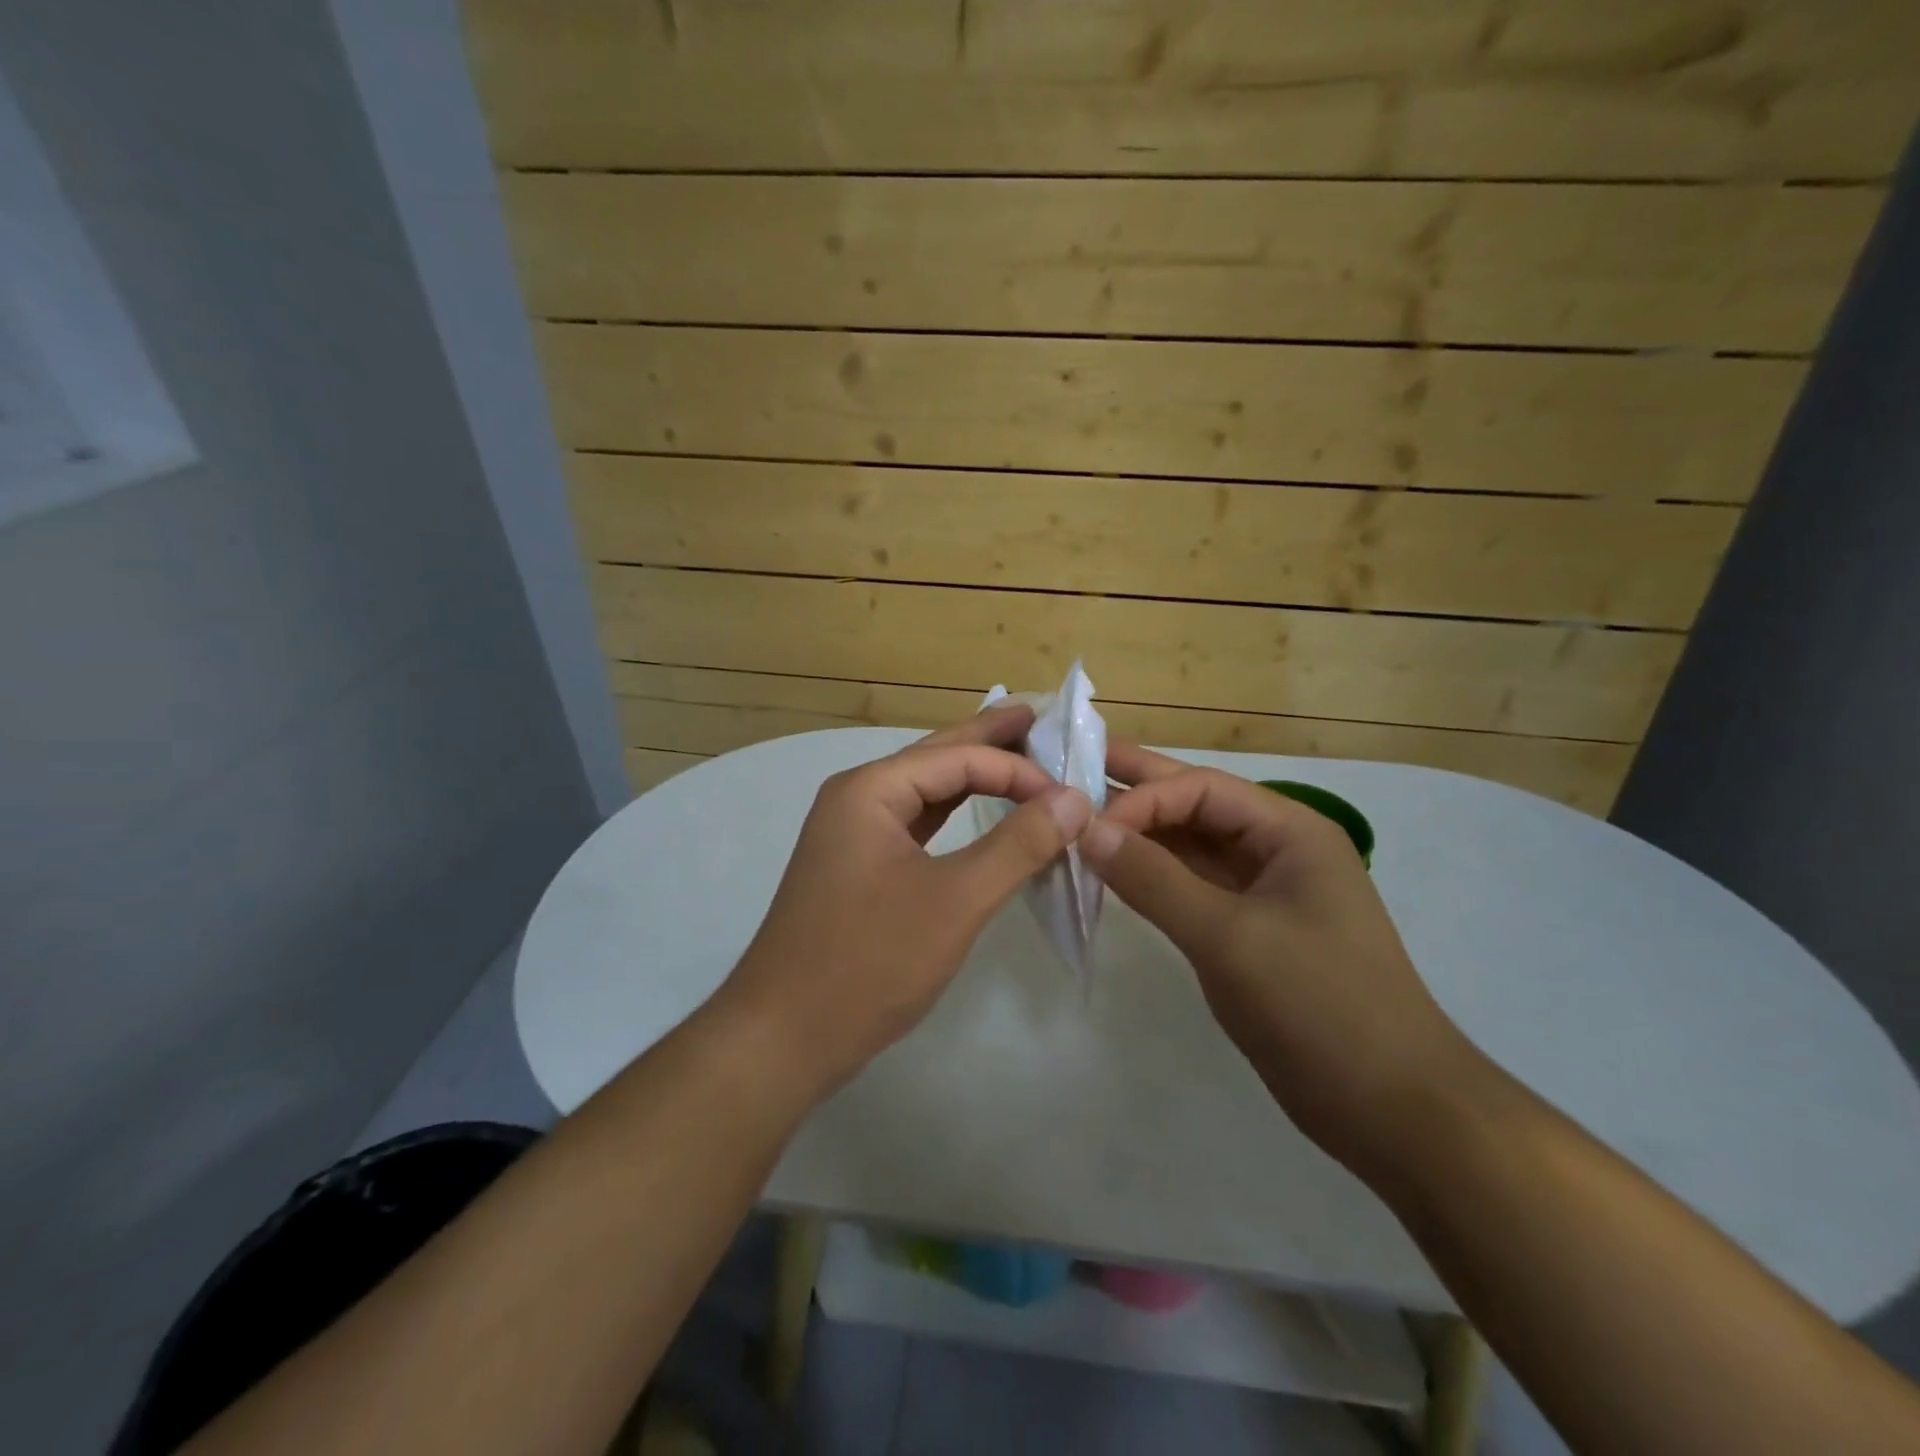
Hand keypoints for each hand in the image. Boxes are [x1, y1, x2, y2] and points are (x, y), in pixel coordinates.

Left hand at [714, 706, 1093, 1101]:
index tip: (1073, 798)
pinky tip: (981, 813)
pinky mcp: (860, 868)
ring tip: (1024, 757)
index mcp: (870, 789)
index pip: (959, 757)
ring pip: (927, 792)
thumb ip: (1018, 845)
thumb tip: (1075, 799)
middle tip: (1043, 719)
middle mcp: (858, 798)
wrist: (783, 1037)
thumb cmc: (869, 962)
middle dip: (992, 741)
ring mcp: (854, 834)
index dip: (1020, 770)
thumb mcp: (955, 900)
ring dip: (975, 777)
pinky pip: (918, 825)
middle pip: (938, 758)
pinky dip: (956, 816)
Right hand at [1079, 741, 1479, 1173]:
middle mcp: (1275, 849)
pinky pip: (1190, 887)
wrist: (1392, 1110)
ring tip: (1077, 819)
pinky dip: (1151, 877)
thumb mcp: (1229, 938)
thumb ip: (1154, 880)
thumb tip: (1087, 829)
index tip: (1086, 825)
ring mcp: (1262, 891)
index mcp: (1289, 831)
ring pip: (1189, 847)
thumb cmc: (1319, 1008)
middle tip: (1070, 769)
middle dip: (1136, 790)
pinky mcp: (1247, 931)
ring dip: (1138, 835)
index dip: (1142, 798)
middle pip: (1195, 806)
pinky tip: (1111, 871)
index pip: (1201, 789)